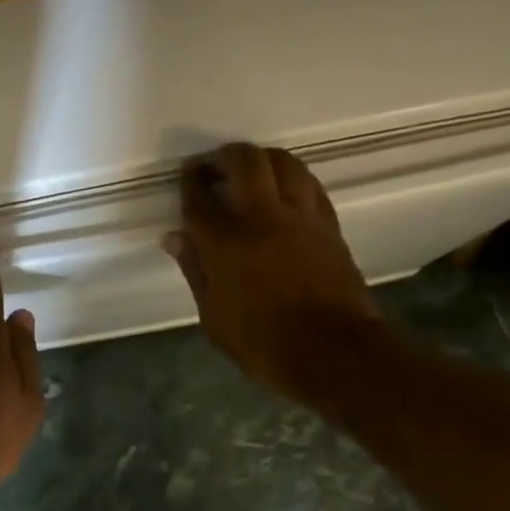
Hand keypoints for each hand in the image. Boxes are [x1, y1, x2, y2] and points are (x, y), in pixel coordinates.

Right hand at [163, 143, 379, 401]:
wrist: (335, 354)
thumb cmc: (264, 344)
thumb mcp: (213, 318)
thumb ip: (194, 270)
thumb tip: (174, 237)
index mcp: (226, 243)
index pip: (200, 198)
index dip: (188, 182)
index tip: (185, 177)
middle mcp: (263, 217)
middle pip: (244, 161)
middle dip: (222, 156)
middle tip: (211, 167)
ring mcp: (301, 217)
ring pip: (283, 162)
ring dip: (261, 158)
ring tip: (248, 170)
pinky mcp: (329, 225)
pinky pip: (309, 185)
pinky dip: (291, 178)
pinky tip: (283, 190)